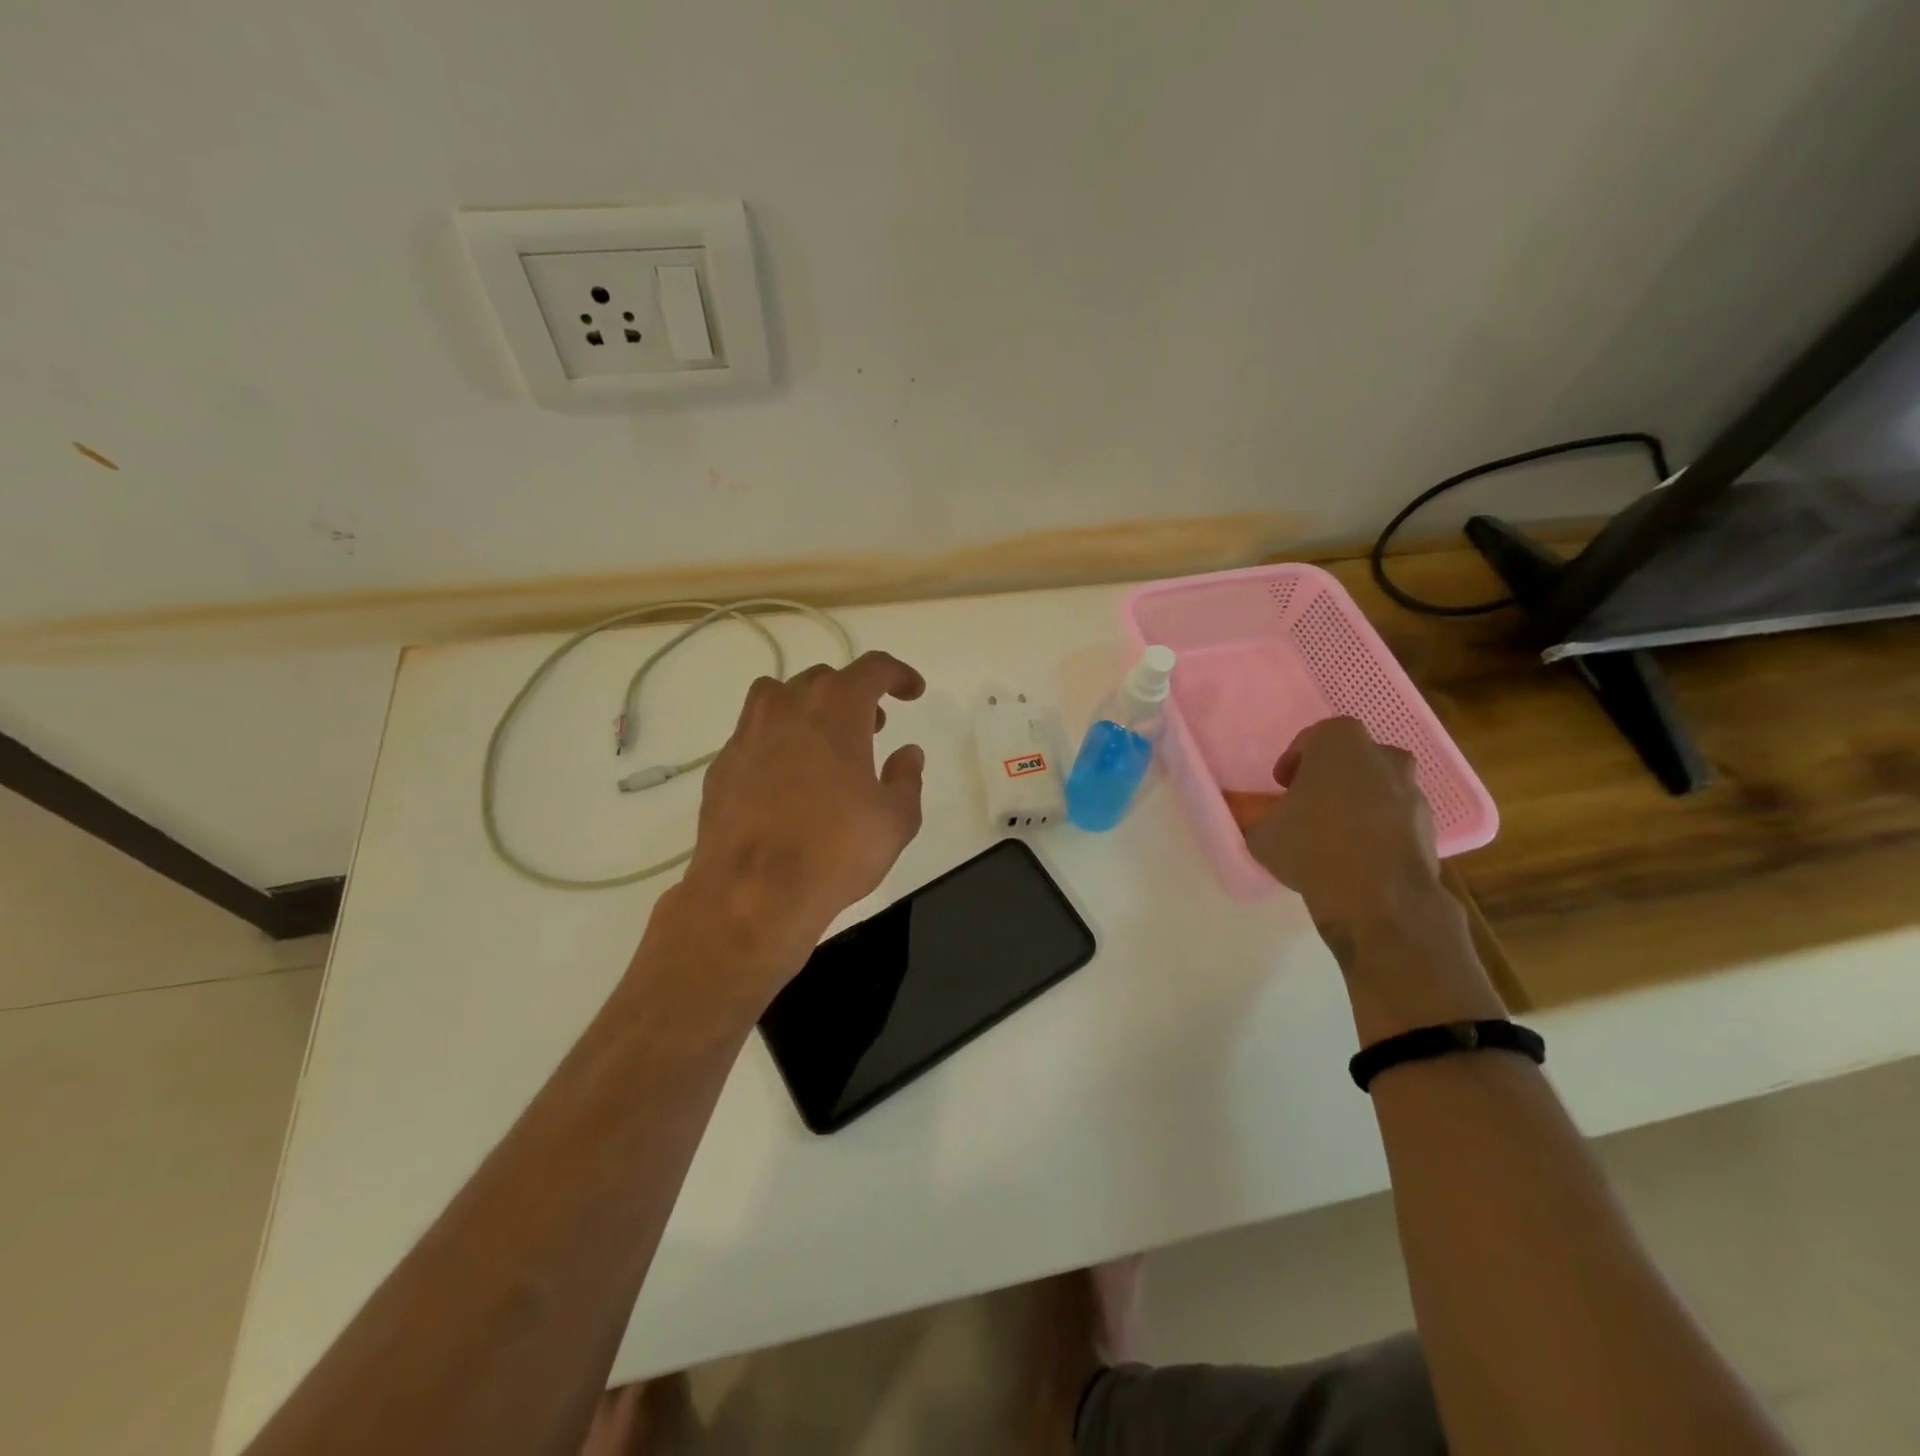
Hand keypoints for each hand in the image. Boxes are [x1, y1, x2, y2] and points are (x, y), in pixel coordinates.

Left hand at [670, 650, 927, 996]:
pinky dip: (778, 741)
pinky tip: (789, 779)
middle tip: (873, 727)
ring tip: (826, 744)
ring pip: (780, 697)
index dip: (898, 675)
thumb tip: (908, 754)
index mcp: (836, 708)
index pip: (873, 668)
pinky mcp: (722, 765)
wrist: (751, 893)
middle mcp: (788, 707)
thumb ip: (906, 779)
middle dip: (854, 695)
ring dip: (810, 708)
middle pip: (824, 679)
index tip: (913, 692)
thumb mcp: (895, 819)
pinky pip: (755, 734)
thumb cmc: (835, 850)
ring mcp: (748, 733)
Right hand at [1243, 716, 1441, 937]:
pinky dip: (1378, 829)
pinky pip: (1395, 818)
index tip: (1282, 785)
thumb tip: (1267, 822)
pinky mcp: (1429, 826)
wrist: (1378, 895)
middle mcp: (1382, 756)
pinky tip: (1358, 857)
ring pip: (1378, 787)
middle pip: (1352, 759)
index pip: (1313, 738)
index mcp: (1339, 743)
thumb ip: (1264, 818)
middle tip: (1310, 803)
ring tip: (1334, 835)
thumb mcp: (1262, 832)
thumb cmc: (1312, 846)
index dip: (1294, 760)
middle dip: (1332, 777)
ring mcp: (1411, 791)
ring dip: (1358, 803)